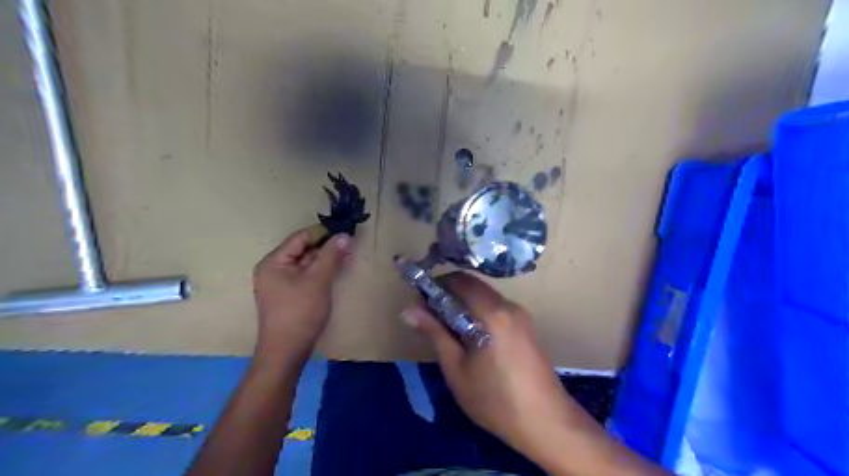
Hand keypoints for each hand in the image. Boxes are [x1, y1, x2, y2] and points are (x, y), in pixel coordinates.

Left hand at [252, 229, 351, 365]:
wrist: (287, 352)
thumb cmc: (300, 312)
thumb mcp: (318, 280)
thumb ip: (331, 255)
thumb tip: (344, 235)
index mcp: (273, 262)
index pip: (300, 238)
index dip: (322, 233)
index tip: (344, 230)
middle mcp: (274, 269)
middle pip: (302, 250)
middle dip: (326, 246)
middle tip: (350, 243)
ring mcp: (281, 283)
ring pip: (306, 263)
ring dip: (326, 259)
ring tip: (348, 254)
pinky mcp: (290, 295)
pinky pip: (306, 276)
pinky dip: (321, 271)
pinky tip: (337, 269)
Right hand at [401, 273, 588, 461]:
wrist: (546, 423)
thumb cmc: (495, 400)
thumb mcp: (456, 368)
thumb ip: (434, 333)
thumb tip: (408, 309)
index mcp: (492, 312)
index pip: (460, 281)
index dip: (437, 285)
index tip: (421, 301)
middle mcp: (509, 306)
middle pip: (474, 286)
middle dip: (449, 294)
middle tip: (430, 316)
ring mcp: (521, 315)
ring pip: (485, 297)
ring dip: (464, 304)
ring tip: (448, 330)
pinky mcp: (527, 326)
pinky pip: (497, 309)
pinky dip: (479, 313)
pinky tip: (471, 338)